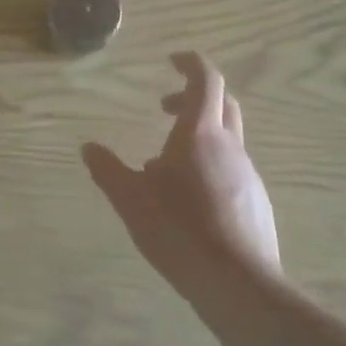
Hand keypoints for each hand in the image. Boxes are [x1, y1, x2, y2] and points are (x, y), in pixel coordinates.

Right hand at [83, 52, 280, 300]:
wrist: (240, 285)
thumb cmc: (179, 230)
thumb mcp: (130, 199)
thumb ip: (108, 170)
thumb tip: (88, 148)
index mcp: (198, 133)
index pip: (205, 79)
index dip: (191, 63)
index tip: (172, 59)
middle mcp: (229, 146)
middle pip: (222, 102)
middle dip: (194, 95)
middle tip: (166, 105)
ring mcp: (248, 175)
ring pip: (229, 137)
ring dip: (202, 133)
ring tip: (169, 161)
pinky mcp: (257, 202)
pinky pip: (234, 168)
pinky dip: (212, 164)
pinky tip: (192, 197)